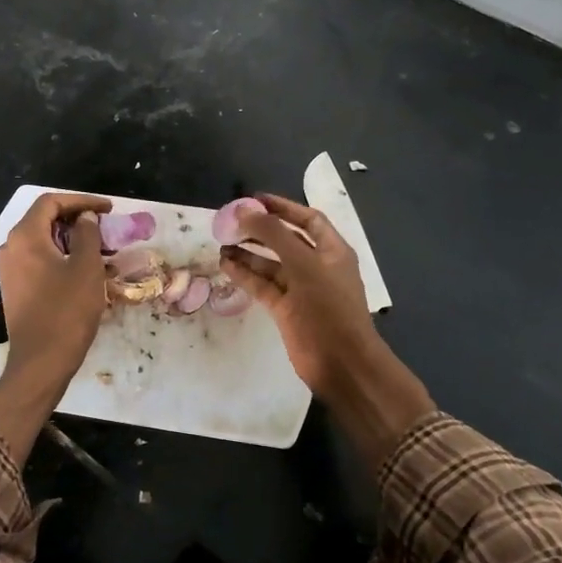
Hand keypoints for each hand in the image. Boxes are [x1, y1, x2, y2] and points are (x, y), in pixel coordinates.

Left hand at [0, 192, 110, 462]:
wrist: (41, 362)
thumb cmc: (67, 311)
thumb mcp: (86, 268)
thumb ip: (87, 234)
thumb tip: (85, 218)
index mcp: (25, 236)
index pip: (51, 202)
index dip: (81, 201)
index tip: (108, 209)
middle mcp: (10, 248)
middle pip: (43, 220)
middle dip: (76, 219)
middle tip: (105, 227)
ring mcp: (8, 270)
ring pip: (41, 241)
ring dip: (69, 240)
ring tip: (98, 248)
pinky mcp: (13, 289)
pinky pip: (37, 260)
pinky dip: (59, 257)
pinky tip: (81, 269)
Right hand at [222, 193, 432, 468]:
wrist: (341, 363)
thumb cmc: (329, 307)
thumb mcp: (304, 264)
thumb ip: (274, 234)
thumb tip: (245, 210)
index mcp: (332, 250)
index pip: (307, 219)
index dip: (282, 207)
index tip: (253, 199)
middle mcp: (317, 266)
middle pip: (285, 240)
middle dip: (259, 230)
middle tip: (230, 222)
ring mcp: (301, 289)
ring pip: (270, 264)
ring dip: (247, 253)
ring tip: (220, 243)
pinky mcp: (285, 310)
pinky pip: (262, 285)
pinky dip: (245, 275)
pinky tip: (225, 265)